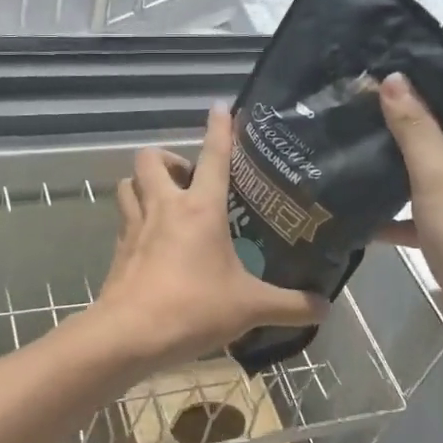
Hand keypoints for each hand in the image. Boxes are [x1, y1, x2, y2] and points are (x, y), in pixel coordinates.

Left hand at [91, 105, 325, 372]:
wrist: (130, 335)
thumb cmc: (193, 308)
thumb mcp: (249, 308)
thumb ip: (289, 305)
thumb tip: (325, 307)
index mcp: (200, 209)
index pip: (213, 156)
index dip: (220, 128)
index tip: (221, 107)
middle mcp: (163, 207)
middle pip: (151, 159)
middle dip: (168, 158)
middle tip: (188, 180)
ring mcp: (135, 226)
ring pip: (128, 184)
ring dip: (144, 184)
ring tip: (165, 202)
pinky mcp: (117, 250)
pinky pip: (123, 219)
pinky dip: (134, 218)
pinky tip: (151, 240)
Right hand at [376, 73, 442, 363]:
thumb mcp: (438, 174)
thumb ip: (413, 126)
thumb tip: (393, 78)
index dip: (414, 100)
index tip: (367, 94)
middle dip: (399, 140)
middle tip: (350, 127)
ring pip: (434, 179)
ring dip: (397, 179)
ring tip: (347, 164)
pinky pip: (432, 213)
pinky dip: (404, 216)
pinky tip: (363, 217)